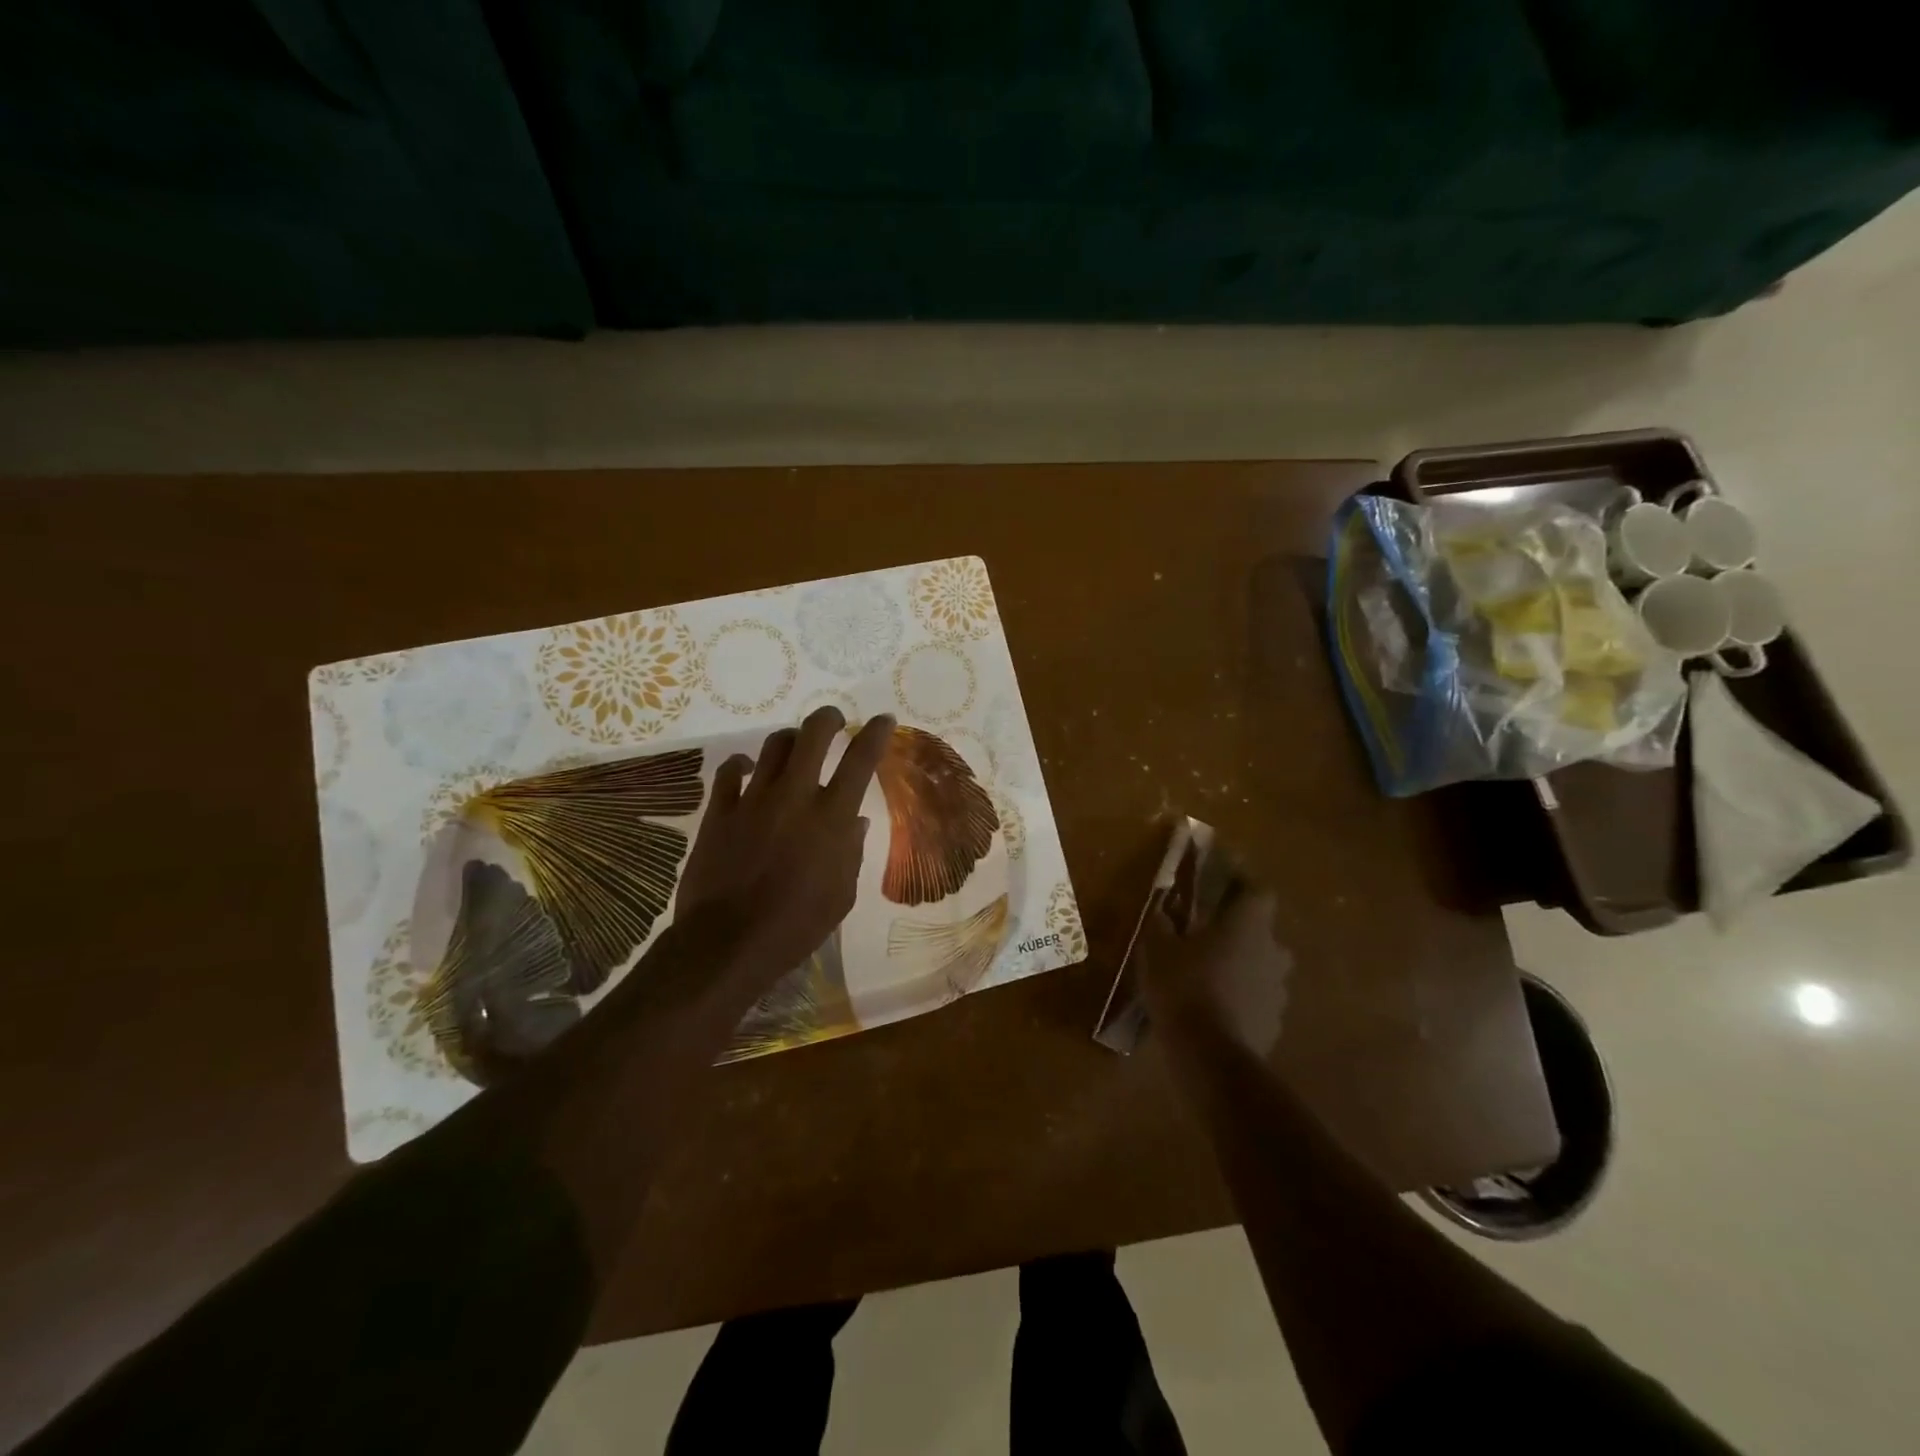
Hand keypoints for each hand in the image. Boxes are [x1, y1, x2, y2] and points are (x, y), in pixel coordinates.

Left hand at [676, 706, 893, 997]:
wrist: (727, 943)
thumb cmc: (796, 926)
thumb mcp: (841, 895)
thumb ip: (850, 852)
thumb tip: (853, 821)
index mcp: (832, 818)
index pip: (861, 760)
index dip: (875, 733)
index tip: (882, 719)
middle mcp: (794, 796)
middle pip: (813, 734)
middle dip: (828, 718)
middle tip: (833, 721)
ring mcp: (753, 800)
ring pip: (773, 745)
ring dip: (789, 740)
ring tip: (794, 747)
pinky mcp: (719, 812)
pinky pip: (729, 771)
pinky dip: (742, 765)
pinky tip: (747, 770)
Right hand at [1140, 881, 1291, 1057]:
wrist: (1210, 1056)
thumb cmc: (1183, 987)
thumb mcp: (1157, 948)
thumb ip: (1162, 923)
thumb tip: (1162, 909)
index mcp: (1249, 925)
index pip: (1258, 890)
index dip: (1242, 882)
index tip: (1222, 881)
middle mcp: (1273, 952)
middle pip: (1261, 931)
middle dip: (1238, 930)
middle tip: (1208, 935)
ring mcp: (1278, 990)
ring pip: (1261, 967)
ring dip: (1240, 966)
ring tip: (1209, 975)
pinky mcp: (1274, 1022)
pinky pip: (1257, 999)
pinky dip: (1240, 997)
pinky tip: (1215, 1008)